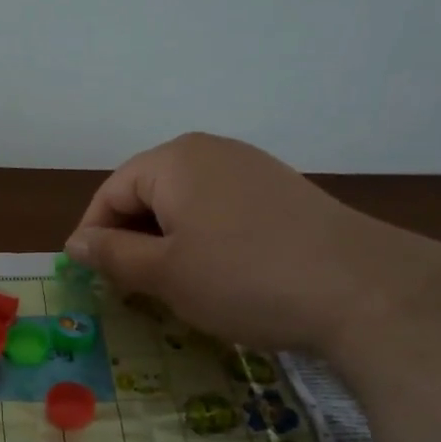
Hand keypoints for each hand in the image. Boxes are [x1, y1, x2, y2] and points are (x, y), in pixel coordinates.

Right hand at [65, 133, 424, 354]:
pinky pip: (221, 210)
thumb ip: (113, 255)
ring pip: (185, 204)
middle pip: (148, 192)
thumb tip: (76, 242)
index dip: (94, 235)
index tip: (92, 279)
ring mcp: (252, 169)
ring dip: (167, 242)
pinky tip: (218, 275)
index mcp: (175, 160)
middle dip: (131, 239)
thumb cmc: (244, 278)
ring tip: (172, 286)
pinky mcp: (282, 193)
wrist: (364, 290)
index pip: (111, 191)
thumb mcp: (165, 273)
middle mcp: (211, 151)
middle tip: (130, 289)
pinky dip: (204, 240)